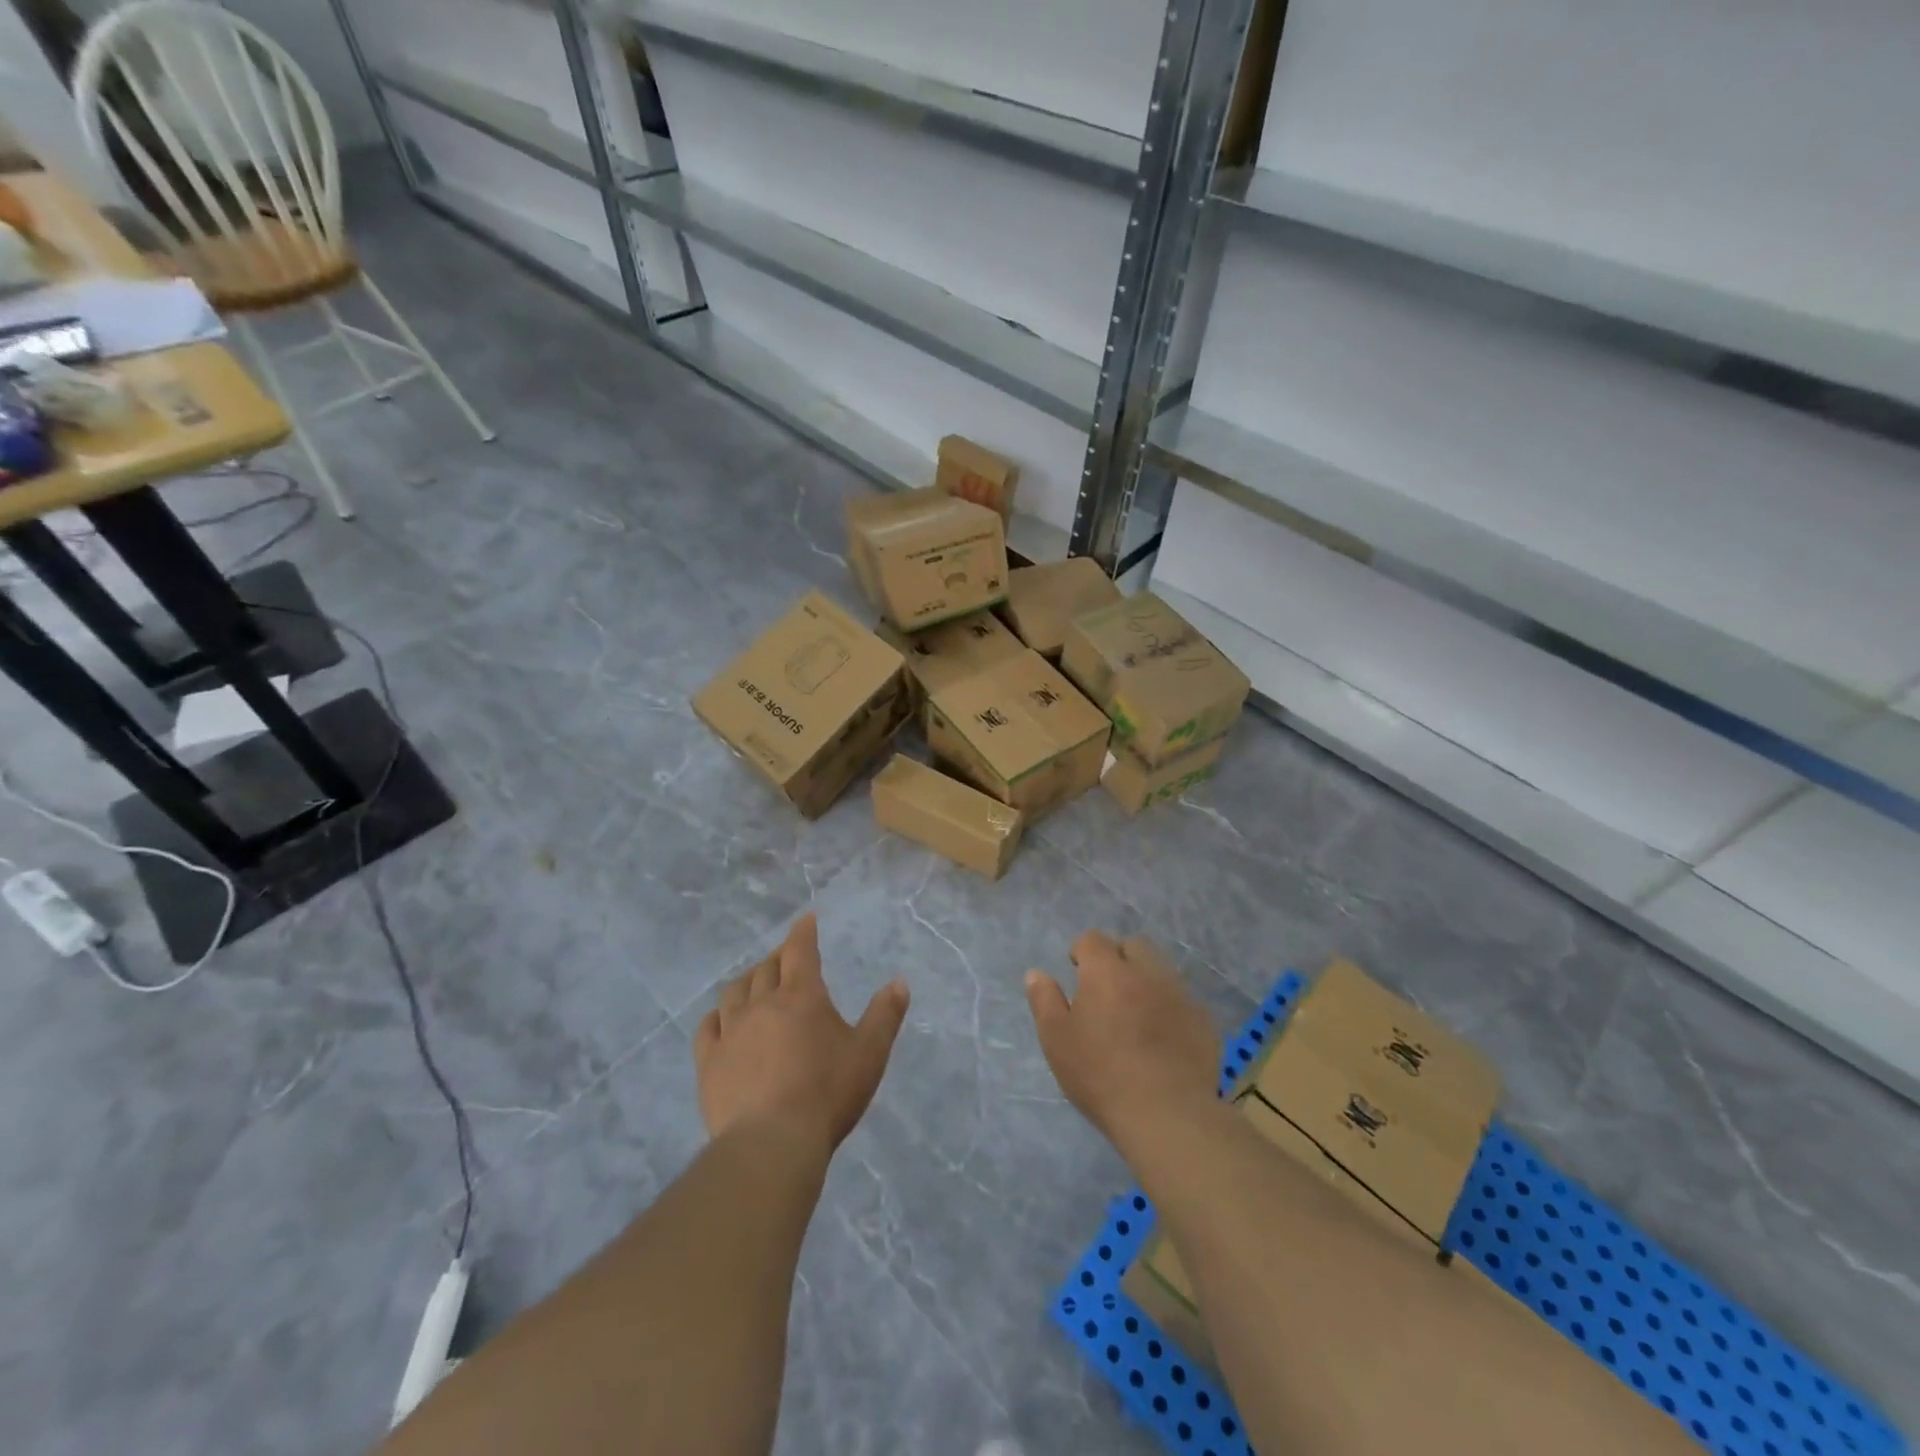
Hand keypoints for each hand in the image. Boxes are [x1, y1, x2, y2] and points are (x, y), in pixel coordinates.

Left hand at [695, 914, 909, 1153]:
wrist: (772, 1142)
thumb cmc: (827, 1093)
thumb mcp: (869, 1053)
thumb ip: (884, 1015)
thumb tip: (899, 982)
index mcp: (802, 996)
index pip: (800, 950)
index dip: (803, 932)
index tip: (805, 919)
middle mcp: (762, 1004)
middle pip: (767, 968)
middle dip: (778, 957)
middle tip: (787, 957)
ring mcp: (730, 1032)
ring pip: (735, 991)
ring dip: (747, 981)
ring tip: (755, 984)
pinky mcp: (709, 1062)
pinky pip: (708, 1026)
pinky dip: (717, 1016)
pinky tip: (721, 1020)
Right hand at [1026, 931, 1220, 1152]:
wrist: (1166, 1114)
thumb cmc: (1100, 1074)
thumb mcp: (1057, 1039)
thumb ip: (1044, 1000)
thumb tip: (1035, 973)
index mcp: (1107, 970)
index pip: (1093, 939)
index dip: (1082, 952)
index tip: (1077, 972)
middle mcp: (1146, 972)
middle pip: (1133, 946)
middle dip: (1118, 957)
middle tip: (1106, 990)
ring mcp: (1180, 995)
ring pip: (1161, 971)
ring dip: (1146, 981)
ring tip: (1135, 1015)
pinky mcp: (1203, 1021)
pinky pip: (1182, 1001)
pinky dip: (1169, 1008)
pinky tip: (1163, 1039)